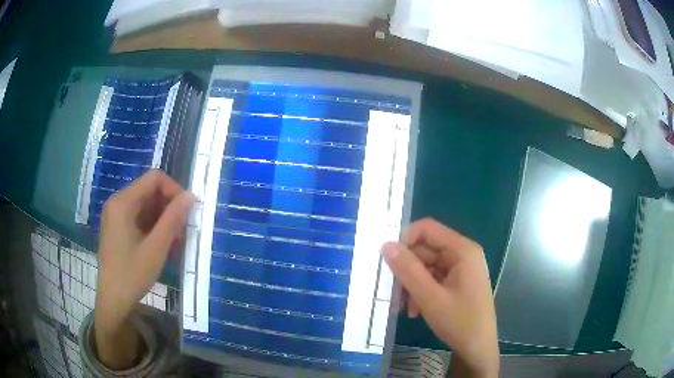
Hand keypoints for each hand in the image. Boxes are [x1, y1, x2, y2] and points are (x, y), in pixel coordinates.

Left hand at [94, 170, 193, 367]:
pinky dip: (153, 227)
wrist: (113, 299)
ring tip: (174, 241)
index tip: (186, 212)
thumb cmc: (132, 274)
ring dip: (163, 219)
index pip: (154, 179)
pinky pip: (139, 217)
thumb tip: (191, 196)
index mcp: (123, 202)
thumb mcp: (156, 248)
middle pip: (149, 191)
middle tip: (182, 231)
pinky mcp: (117, 227)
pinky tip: (162, 245)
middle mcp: (117, 202)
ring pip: (146, 205)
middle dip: (169, 207)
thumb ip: (173, 219)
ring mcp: (116, 215)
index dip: (174, 190)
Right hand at [382, 218, 498, 377]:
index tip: (388, 261)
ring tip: (403, 308)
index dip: (405, 240)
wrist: (478, 348)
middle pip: (425, 251)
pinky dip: (420, 292)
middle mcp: (462, 254)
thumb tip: (386, 244)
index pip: (427, 229)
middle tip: (393, 294)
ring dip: (411, 285)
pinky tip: (415, 311)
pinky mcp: (458, 283)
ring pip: (426, 267)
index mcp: (462, 250)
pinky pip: (433, 279)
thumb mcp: (430, 297)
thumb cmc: (459, 322)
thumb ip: (408, 270)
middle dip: (406, 271)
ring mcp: (461, 269)